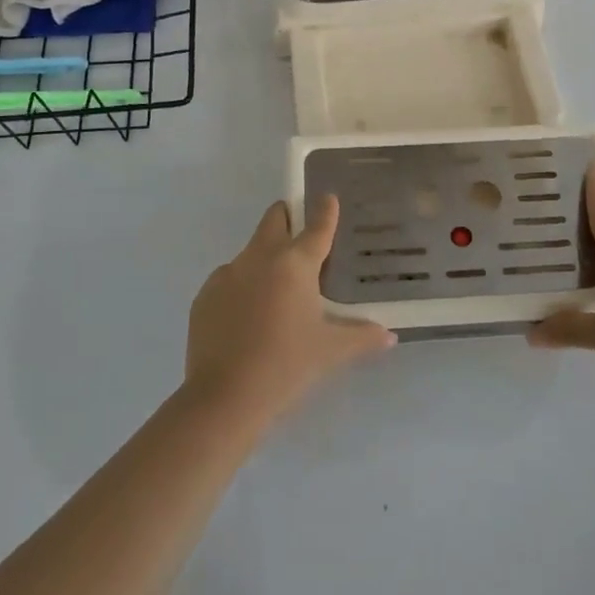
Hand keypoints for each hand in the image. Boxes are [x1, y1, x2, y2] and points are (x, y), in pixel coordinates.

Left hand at [186, 195, 395, 424]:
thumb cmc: (287, 366)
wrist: (224, 398)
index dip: (326, 210)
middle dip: (287, 217)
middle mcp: (260, 258)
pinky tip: (248, 317)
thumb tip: (389, 336)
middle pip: (274, 219)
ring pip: (250, 251)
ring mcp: (227, 275)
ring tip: (276, 291)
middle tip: (300, 232)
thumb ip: (362, 337)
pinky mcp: (205, 296)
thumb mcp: (331, 351)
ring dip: (265, 258)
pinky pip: (229, 279)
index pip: (317, 227)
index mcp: (295, 265)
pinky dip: (242, 287)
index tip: (328, 196)